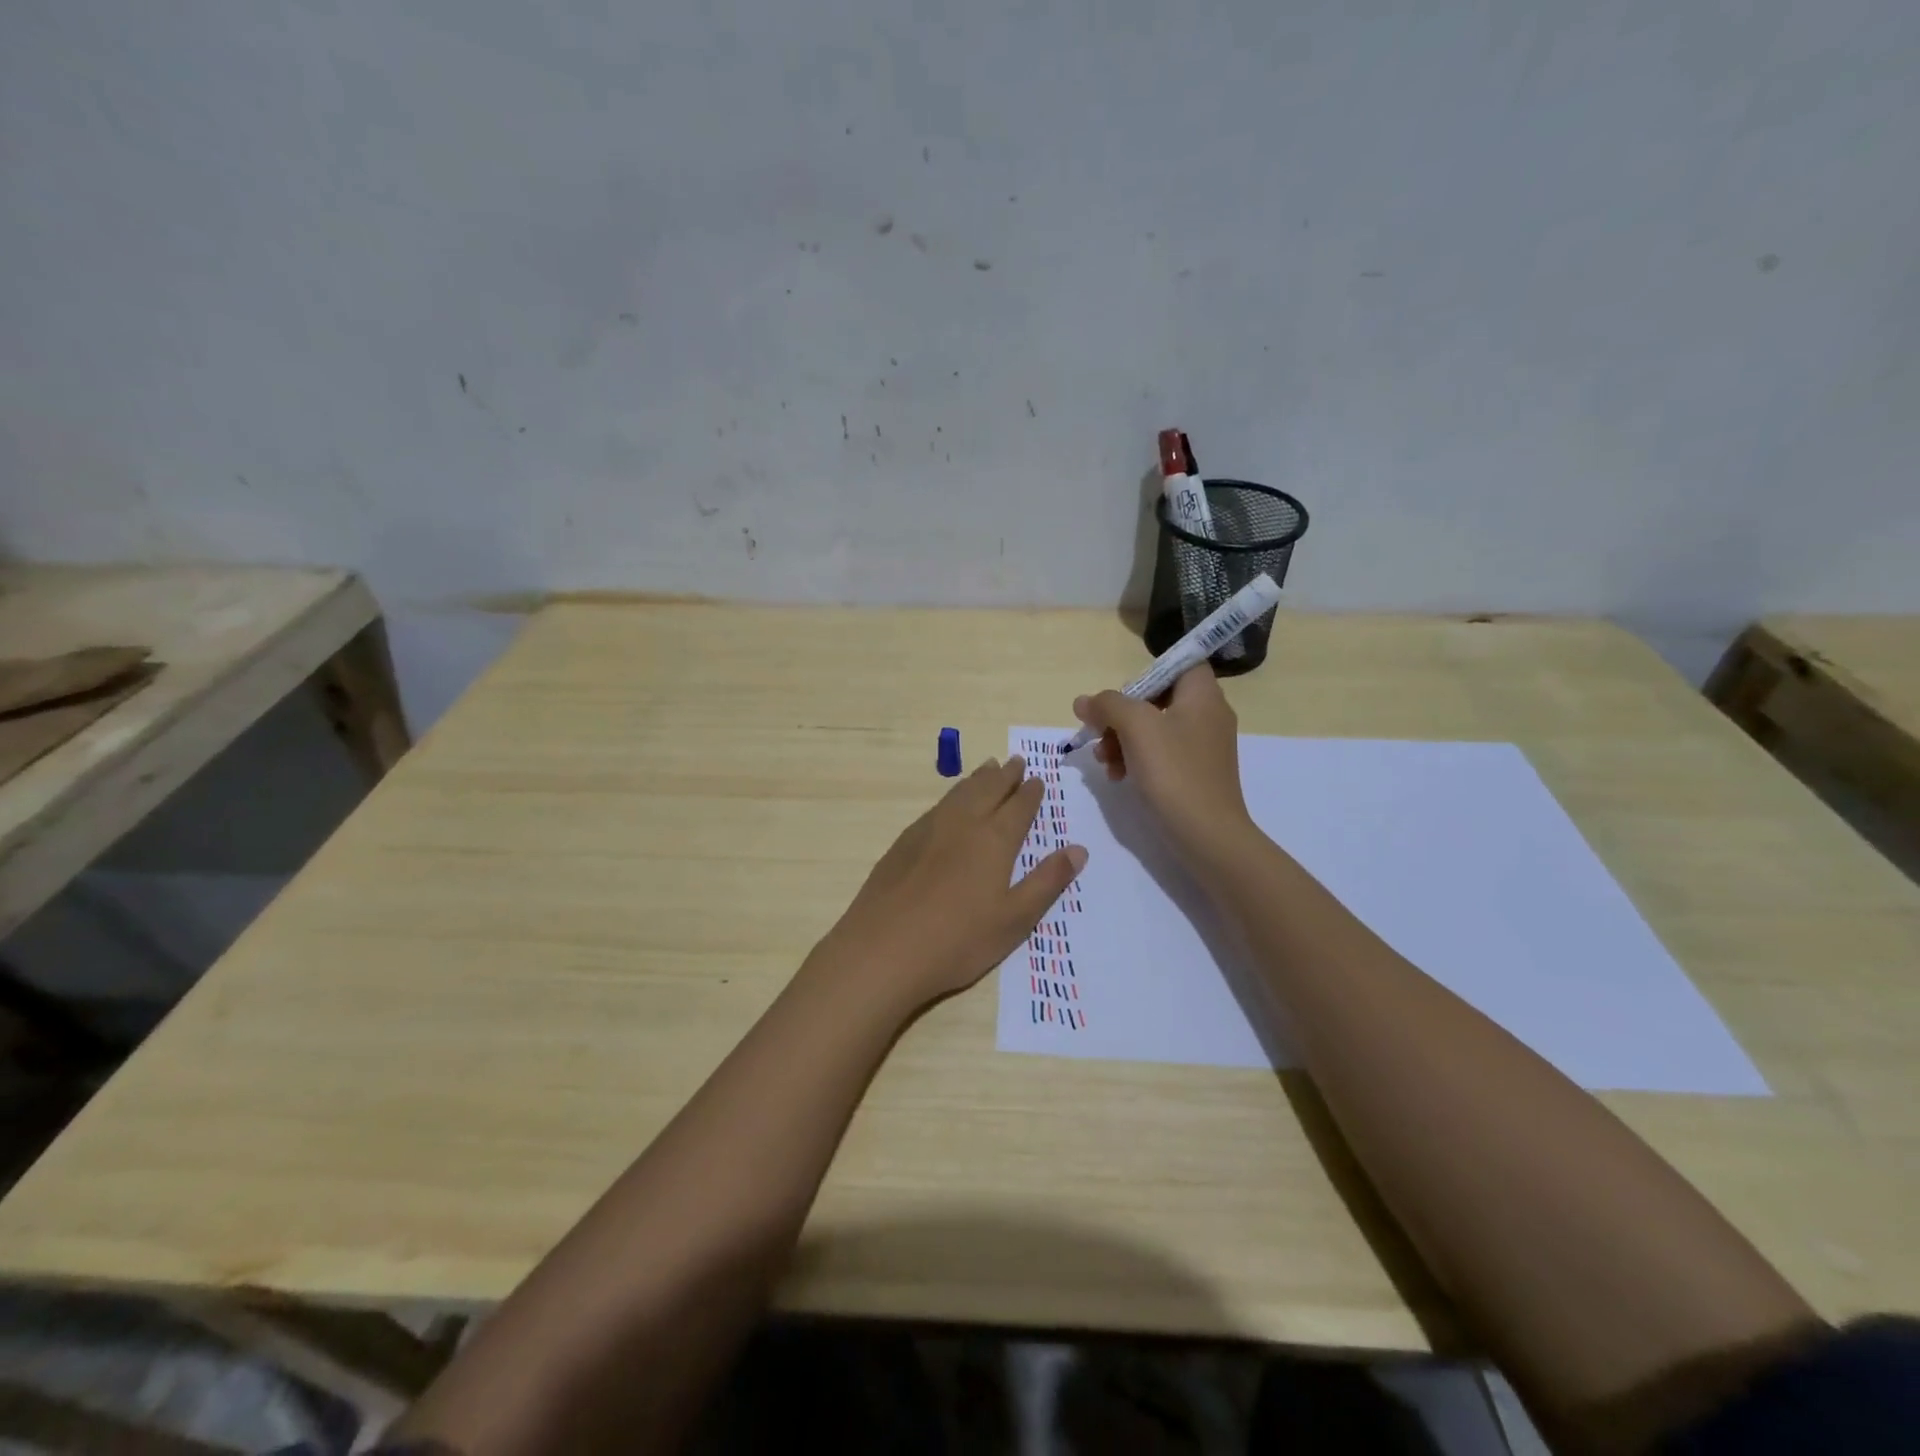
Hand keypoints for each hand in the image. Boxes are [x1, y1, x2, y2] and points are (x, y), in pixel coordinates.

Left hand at [811, 757, 1086, 1013]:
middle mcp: (963, 824)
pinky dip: (953, 794)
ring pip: (960, 792)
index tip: (1038, 779)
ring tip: (988, 768)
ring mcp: (929, 829)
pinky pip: (937, 806)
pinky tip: (951, 803)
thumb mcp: (1015, 920)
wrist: (883, 949)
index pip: (1018, 807)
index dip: (1031, 793)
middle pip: (988, 789)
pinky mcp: (904, 842)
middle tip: (1016, 762)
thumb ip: (1047, 882)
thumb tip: (1078, 849)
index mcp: (994, 840)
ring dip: (978, 778)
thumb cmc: (958, 940)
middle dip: (1005, 775)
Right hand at [1072, 665, 1254, 869]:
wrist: (1207, 835)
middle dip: (1121, 715)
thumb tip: (1084, 701)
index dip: (1147, 673)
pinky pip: (1160, 754)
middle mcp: (1207, 715)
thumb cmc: (1174, 772)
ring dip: (1121, 740)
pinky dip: (1136, 760)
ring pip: (1153, 728)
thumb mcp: (1135, 728)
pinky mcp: (1194, 773)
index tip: (1121, 696)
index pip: (1180, 663)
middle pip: (1157, 697)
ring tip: (1102, 761)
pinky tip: (1116, 776)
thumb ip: (1107, 705)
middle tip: (1099, 733)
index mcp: (1203, 695)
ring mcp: (1202, 746)